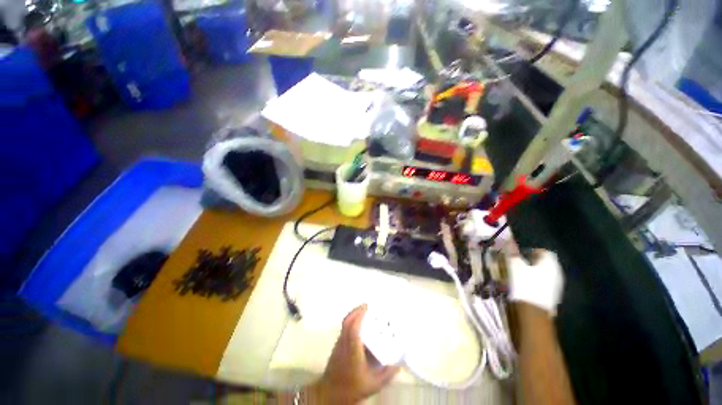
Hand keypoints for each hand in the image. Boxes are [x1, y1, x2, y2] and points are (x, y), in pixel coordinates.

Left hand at [311, 304, 399, 403]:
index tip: (367, 306)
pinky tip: (358, 325)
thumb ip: (386, 375)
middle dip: (357, 311)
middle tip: (367, 306)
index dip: (359, 315)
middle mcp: (344, 343)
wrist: (330, 394)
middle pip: (347, 321)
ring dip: (353, 315)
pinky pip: (344, 328)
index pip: (353, 328)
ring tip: (364, 312)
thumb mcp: (373, 385)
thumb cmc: (352, 388)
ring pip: (344, 324)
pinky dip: (351, 321)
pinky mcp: (337, 345)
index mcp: (353, 350)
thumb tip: (398, 364)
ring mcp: (339, 343)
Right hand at [507, 249, 563, 314]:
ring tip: (518, 276)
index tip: (518, 255)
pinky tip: (524, 287)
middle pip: (543, 263)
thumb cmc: (524, 284)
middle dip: (530, 262)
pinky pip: (543, 284)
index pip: (542, 251)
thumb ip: (512, 253)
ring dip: (532, 273)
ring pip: (543, 274)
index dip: (530, 251)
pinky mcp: (553, 296)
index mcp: (550, 262)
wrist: (532, 312)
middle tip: (517, 264)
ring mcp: (556, 285)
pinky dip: (534, 283)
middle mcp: (557, 272)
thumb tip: (509, 241)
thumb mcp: (514, 265)